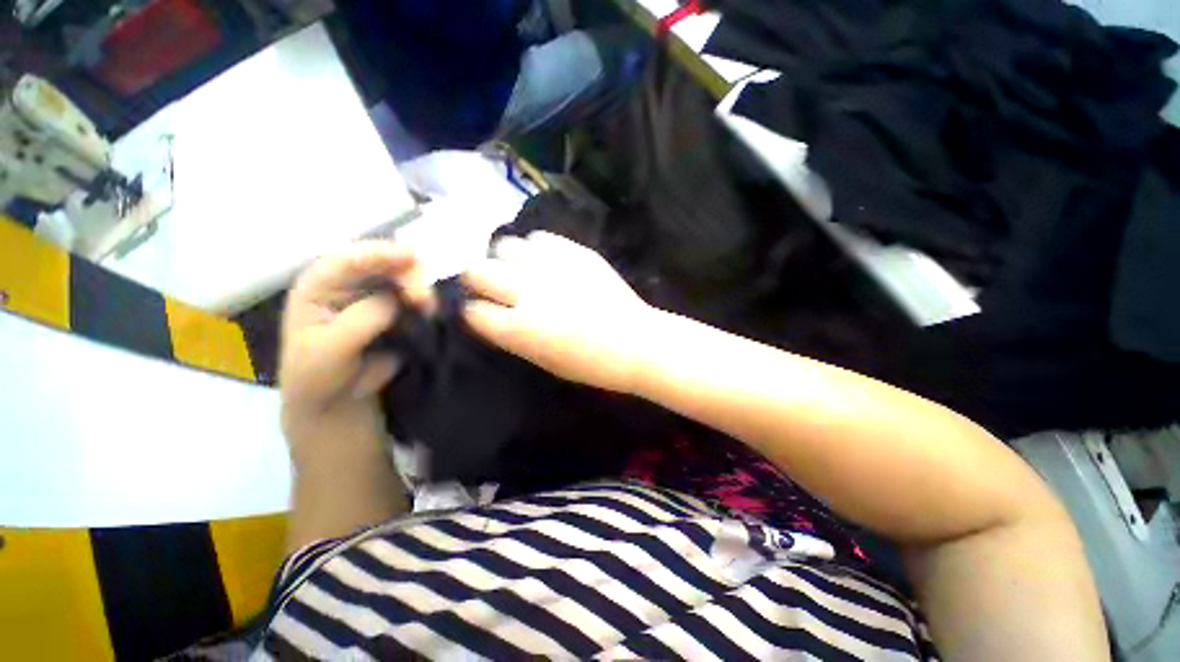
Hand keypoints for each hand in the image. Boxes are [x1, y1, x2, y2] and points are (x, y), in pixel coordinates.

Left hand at [279, 241, 432, 461]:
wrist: (339, 398)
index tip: (412, 258)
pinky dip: (428, 300)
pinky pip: (416, 296)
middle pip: (383, 262)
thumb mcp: (328, 351)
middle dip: (408, 274)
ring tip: (431, 309)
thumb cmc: (318, 375)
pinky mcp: (397, 309)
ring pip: (404, 277)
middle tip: (425, 299)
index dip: (379, 253)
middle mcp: (349, 282)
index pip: (347, 259)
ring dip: (422, 287)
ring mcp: (375, 294)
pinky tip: (434, 310)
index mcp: (319, 285)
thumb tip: (394, 302)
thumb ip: (359, 321)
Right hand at [461, 231, 658, 393]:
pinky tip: (546, 262)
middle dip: (477, 280)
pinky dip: (535, 250)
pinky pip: (537, 238)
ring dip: (506, 261)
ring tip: (521, 271)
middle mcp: (527, 291)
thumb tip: (490, 313)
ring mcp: (551, 266)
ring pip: (504, 246)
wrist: (636, 341)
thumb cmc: (590, 363)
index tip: (481, 312)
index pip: (473, 311)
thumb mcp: (542, 359)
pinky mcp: (574, 251)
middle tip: (492, 287)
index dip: (474, 312)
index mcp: (518, 328)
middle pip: (476, 271)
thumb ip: (510, 335)